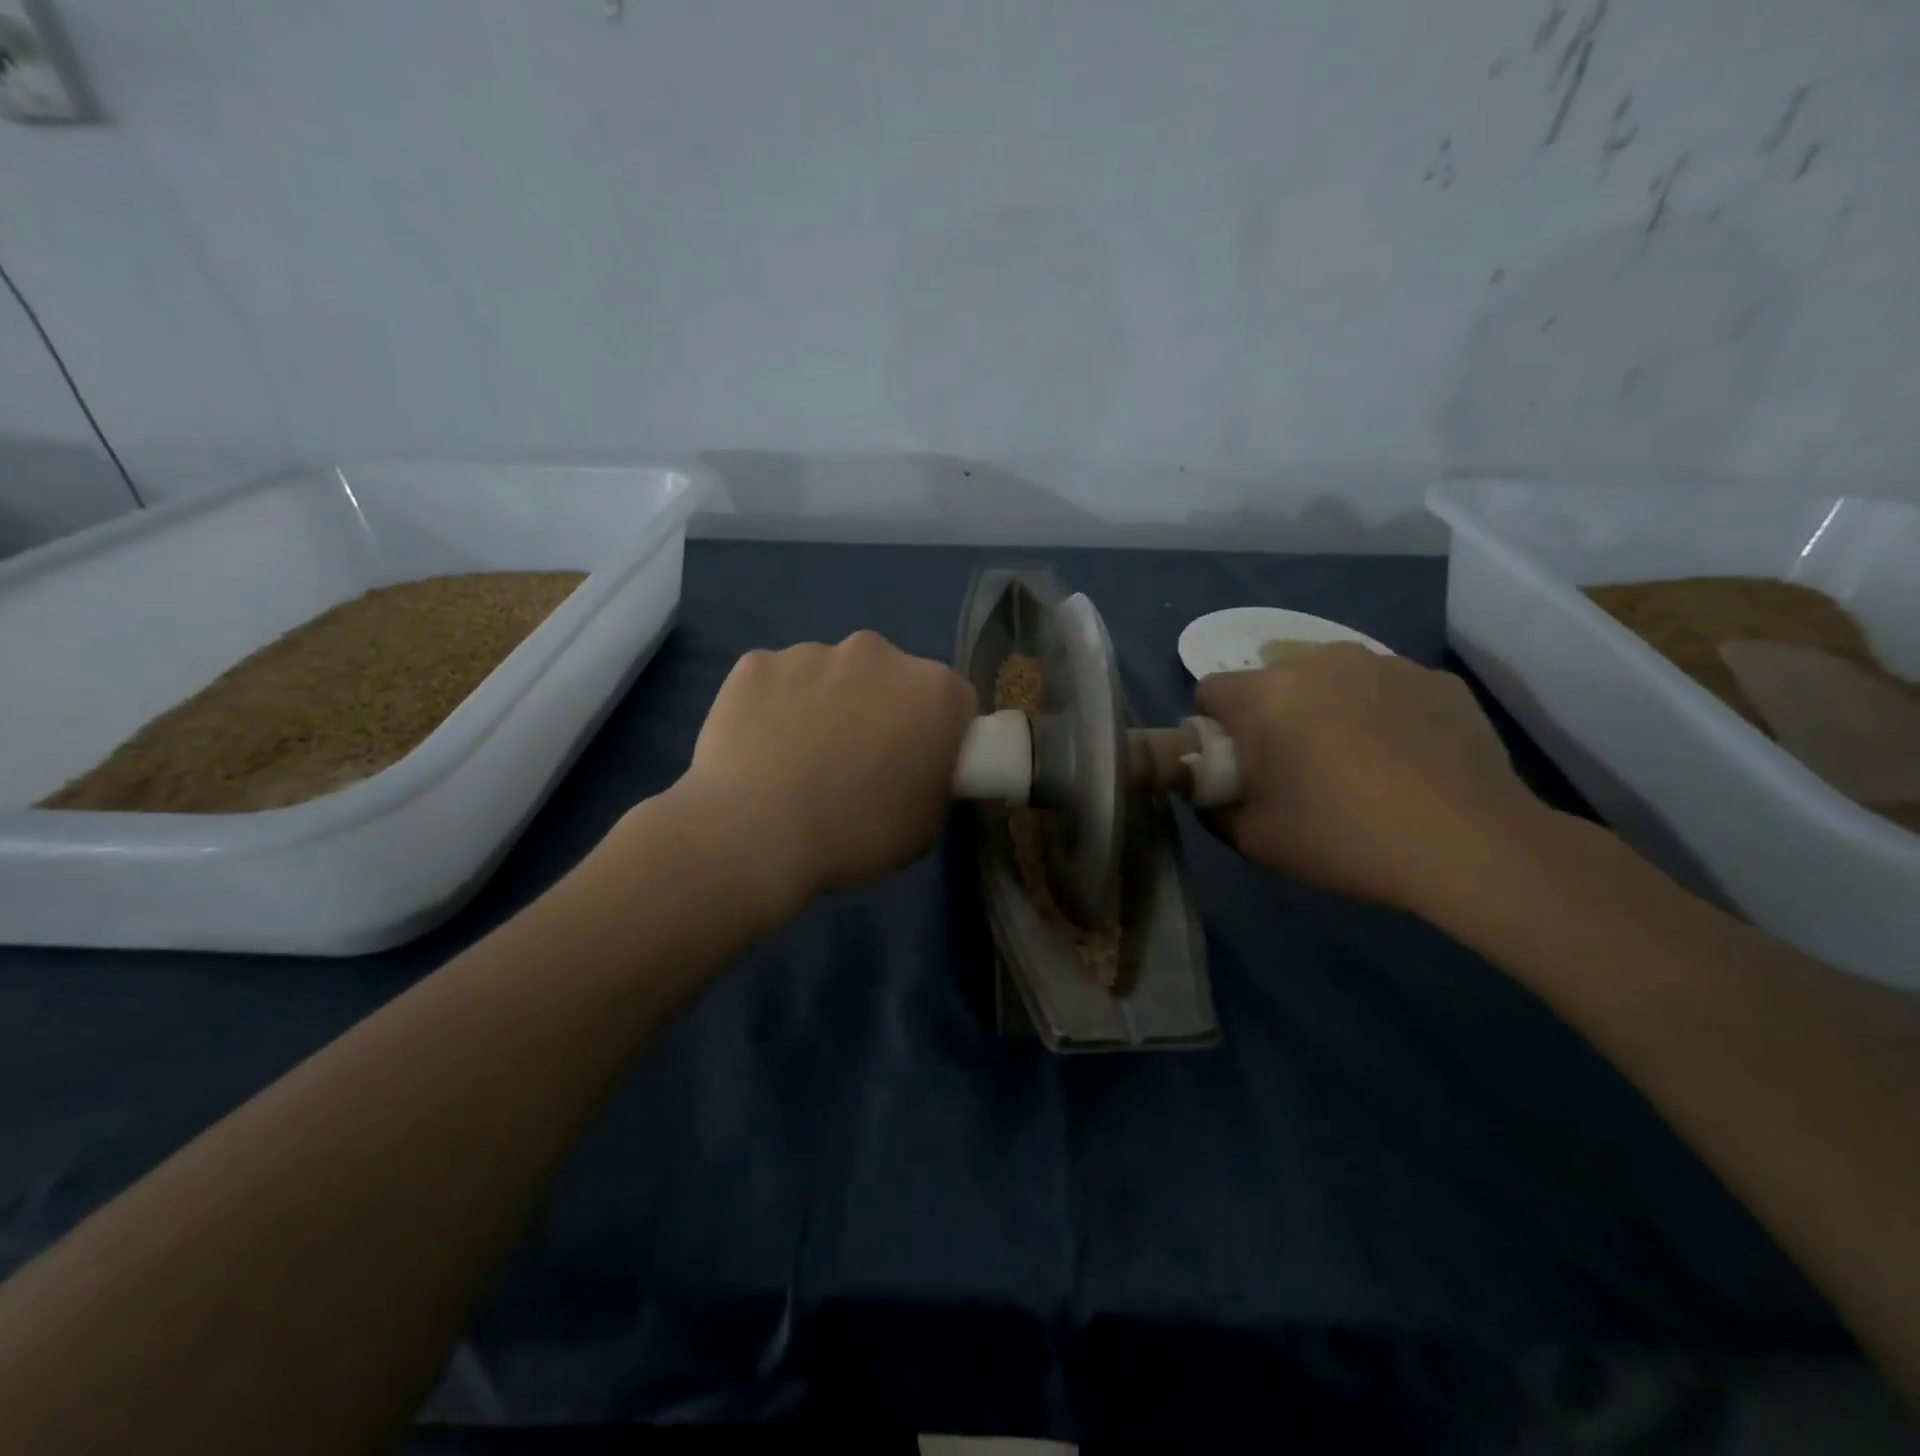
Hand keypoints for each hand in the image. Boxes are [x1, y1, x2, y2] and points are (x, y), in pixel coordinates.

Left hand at [675, 631, 975, 921]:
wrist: (755, 834)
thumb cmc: (855, 834)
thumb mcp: (925, 824)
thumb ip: (933, 778)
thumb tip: (914, 766)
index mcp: (933, 690)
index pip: (952, 701)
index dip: (937, 733)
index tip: (916, 764)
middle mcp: (878, 653)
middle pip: (890, 678)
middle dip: (881, 709)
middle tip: (857, 762)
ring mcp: (812, 652)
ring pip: (831, 675)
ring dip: (827, 704)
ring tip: (799, 760)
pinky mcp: (757, 662)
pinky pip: (777, 681)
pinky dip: (775, 706)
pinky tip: (760, 749)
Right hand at [1196, 645, 1552, 913]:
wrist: (1470, 845)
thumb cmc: (1343, 837)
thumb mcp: (1253, 839)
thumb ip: (1214, 807)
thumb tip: (1213, 790)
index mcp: (1266, 696)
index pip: (1211, 690)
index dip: (1214, 728)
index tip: (1238, 764)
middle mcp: (1319, 663)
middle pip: (1272, 682)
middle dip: (1272, 718)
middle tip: (1297, 771)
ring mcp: (1385, 665)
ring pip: (1331, 681)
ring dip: (1327, 711)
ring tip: (1359, 766)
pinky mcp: (1437, 680)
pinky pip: (1387, 690)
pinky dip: (1383, 716)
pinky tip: (1407, 762)